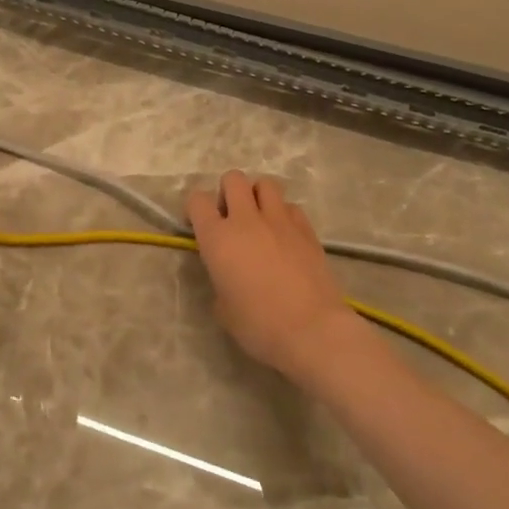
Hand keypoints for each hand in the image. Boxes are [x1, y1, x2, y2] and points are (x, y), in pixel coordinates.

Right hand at [186, 170, 362, 380]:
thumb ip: (220, 280)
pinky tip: (285, 236)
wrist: (312, 330)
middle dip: (229, 192)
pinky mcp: (307, 229)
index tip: (201, 225)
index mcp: (218, 238)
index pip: (198, 200)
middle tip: (232, 218)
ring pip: (266, 183)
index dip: (196, 209)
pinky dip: (284, 214)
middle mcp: (247, 220)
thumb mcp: (223, 308)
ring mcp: (280, 220)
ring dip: (258, 196)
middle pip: (233, 179)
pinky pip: (291, 207)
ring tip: (260, 220)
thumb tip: (228, 274)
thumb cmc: (259, 325)